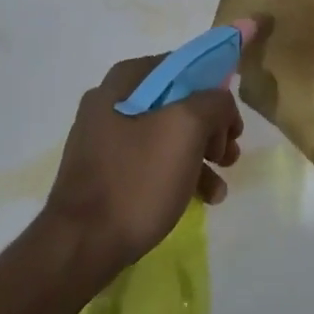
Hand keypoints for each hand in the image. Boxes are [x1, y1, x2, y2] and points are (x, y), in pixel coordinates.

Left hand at [43, 51, 244, 281]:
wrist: (80, 247)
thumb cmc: (136, 180)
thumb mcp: (186, 128)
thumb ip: (213, 102)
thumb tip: (219, 101)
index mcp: (126, 81)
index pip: (183, 66)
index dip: (215, 88)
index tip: (232, 121)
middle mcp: (112, 102)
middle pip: (179, 101)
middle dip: (211, 127)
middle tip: (228, 153)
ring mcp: (106, 139)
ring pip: (169, 134)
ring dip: (202, 154)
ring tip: (220, 185)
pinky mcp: (107, 172)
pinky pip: (152, 161)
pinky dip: (180, 173)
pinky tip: (203, 198)